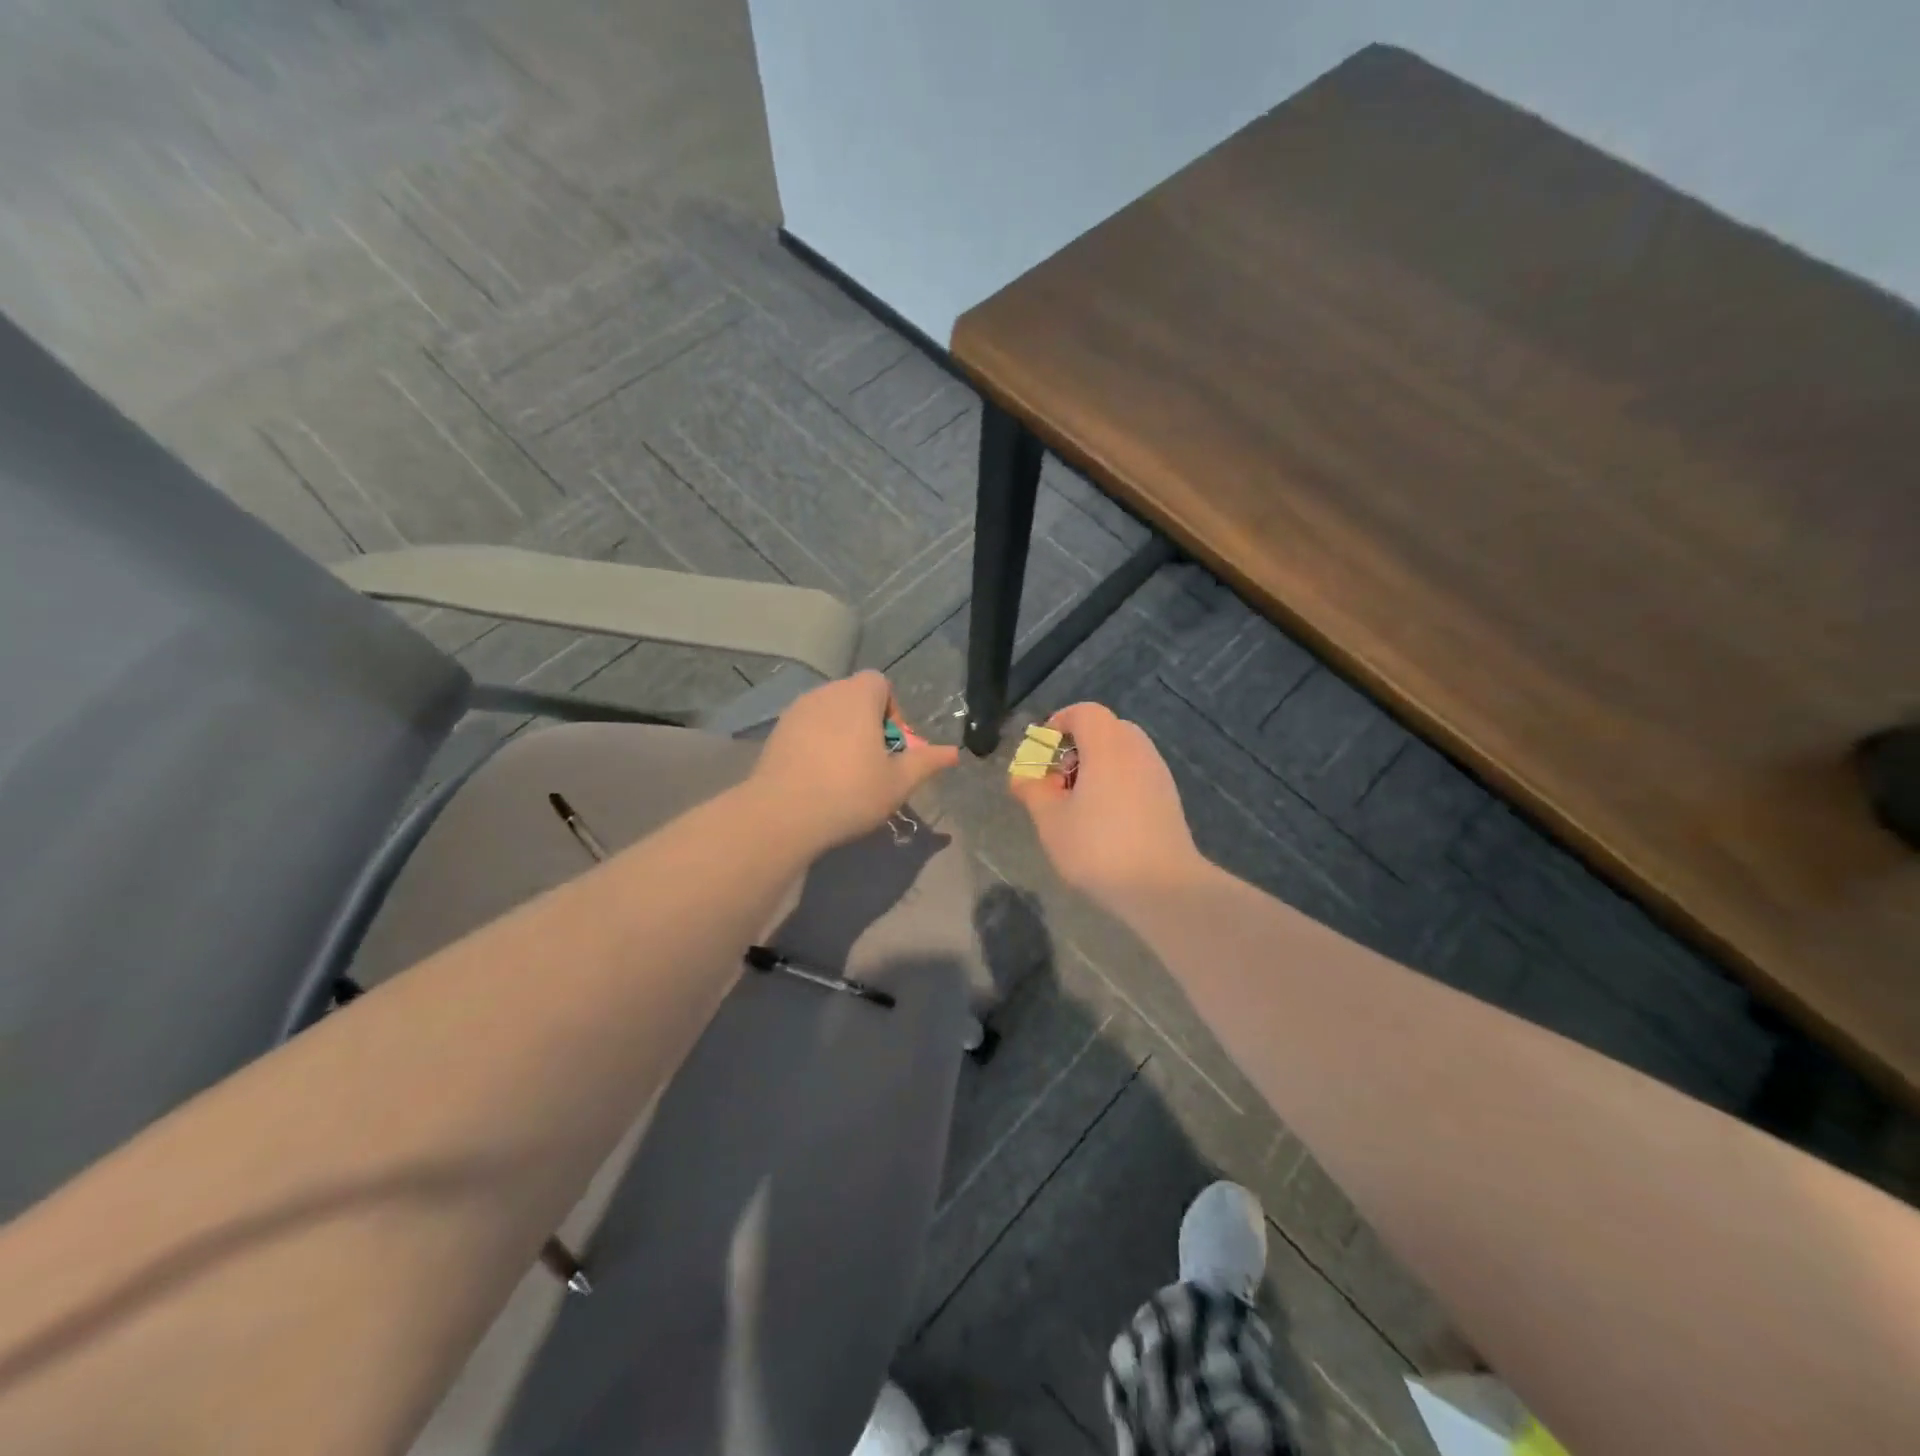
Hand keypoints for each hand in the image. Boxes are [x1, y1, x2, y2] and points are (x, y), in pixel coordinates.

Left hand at [749, 671, 959, 852]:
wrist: (782, 814)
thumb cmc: (850, 792)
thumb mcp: (898, 782)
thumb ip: (926, 762)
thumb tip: (954, 753)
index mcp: (858, 696)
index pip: (880, 683)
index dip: (892, 710)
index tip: (892, 746)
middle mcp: (825, 693)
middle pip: (854, 698)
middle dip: (868, 724)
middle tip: (874, 763)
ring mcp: (796, 712)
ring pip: (829, 714)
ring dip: (842, 734)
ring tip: (845, 773)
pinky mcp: (776, 733)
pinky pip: (806, 729)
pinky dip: (817, 744)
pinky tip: (818, 778)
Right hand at [1008, 702, 1207, 904]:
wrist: (1162, 886)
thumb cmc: (1098, 847)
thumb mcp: (1051, 820)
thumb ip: (1033, 791)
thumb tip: (1021, 777)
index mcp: (1108, 746)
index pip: (1085, 712)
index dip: (1059, 723)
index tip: (1043, 751)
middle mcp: (1137, 750)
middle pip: (1106, 729)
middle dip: (1077, 747)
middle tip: (1058, 779)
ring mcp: (1158, 774)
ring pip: (1123, 753)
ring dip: (1097, 766)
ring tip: (1078, 804)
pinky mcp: (1169, 798)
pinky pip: (1136, 774)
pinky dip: (1116, 782)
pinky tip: (1104, 820)